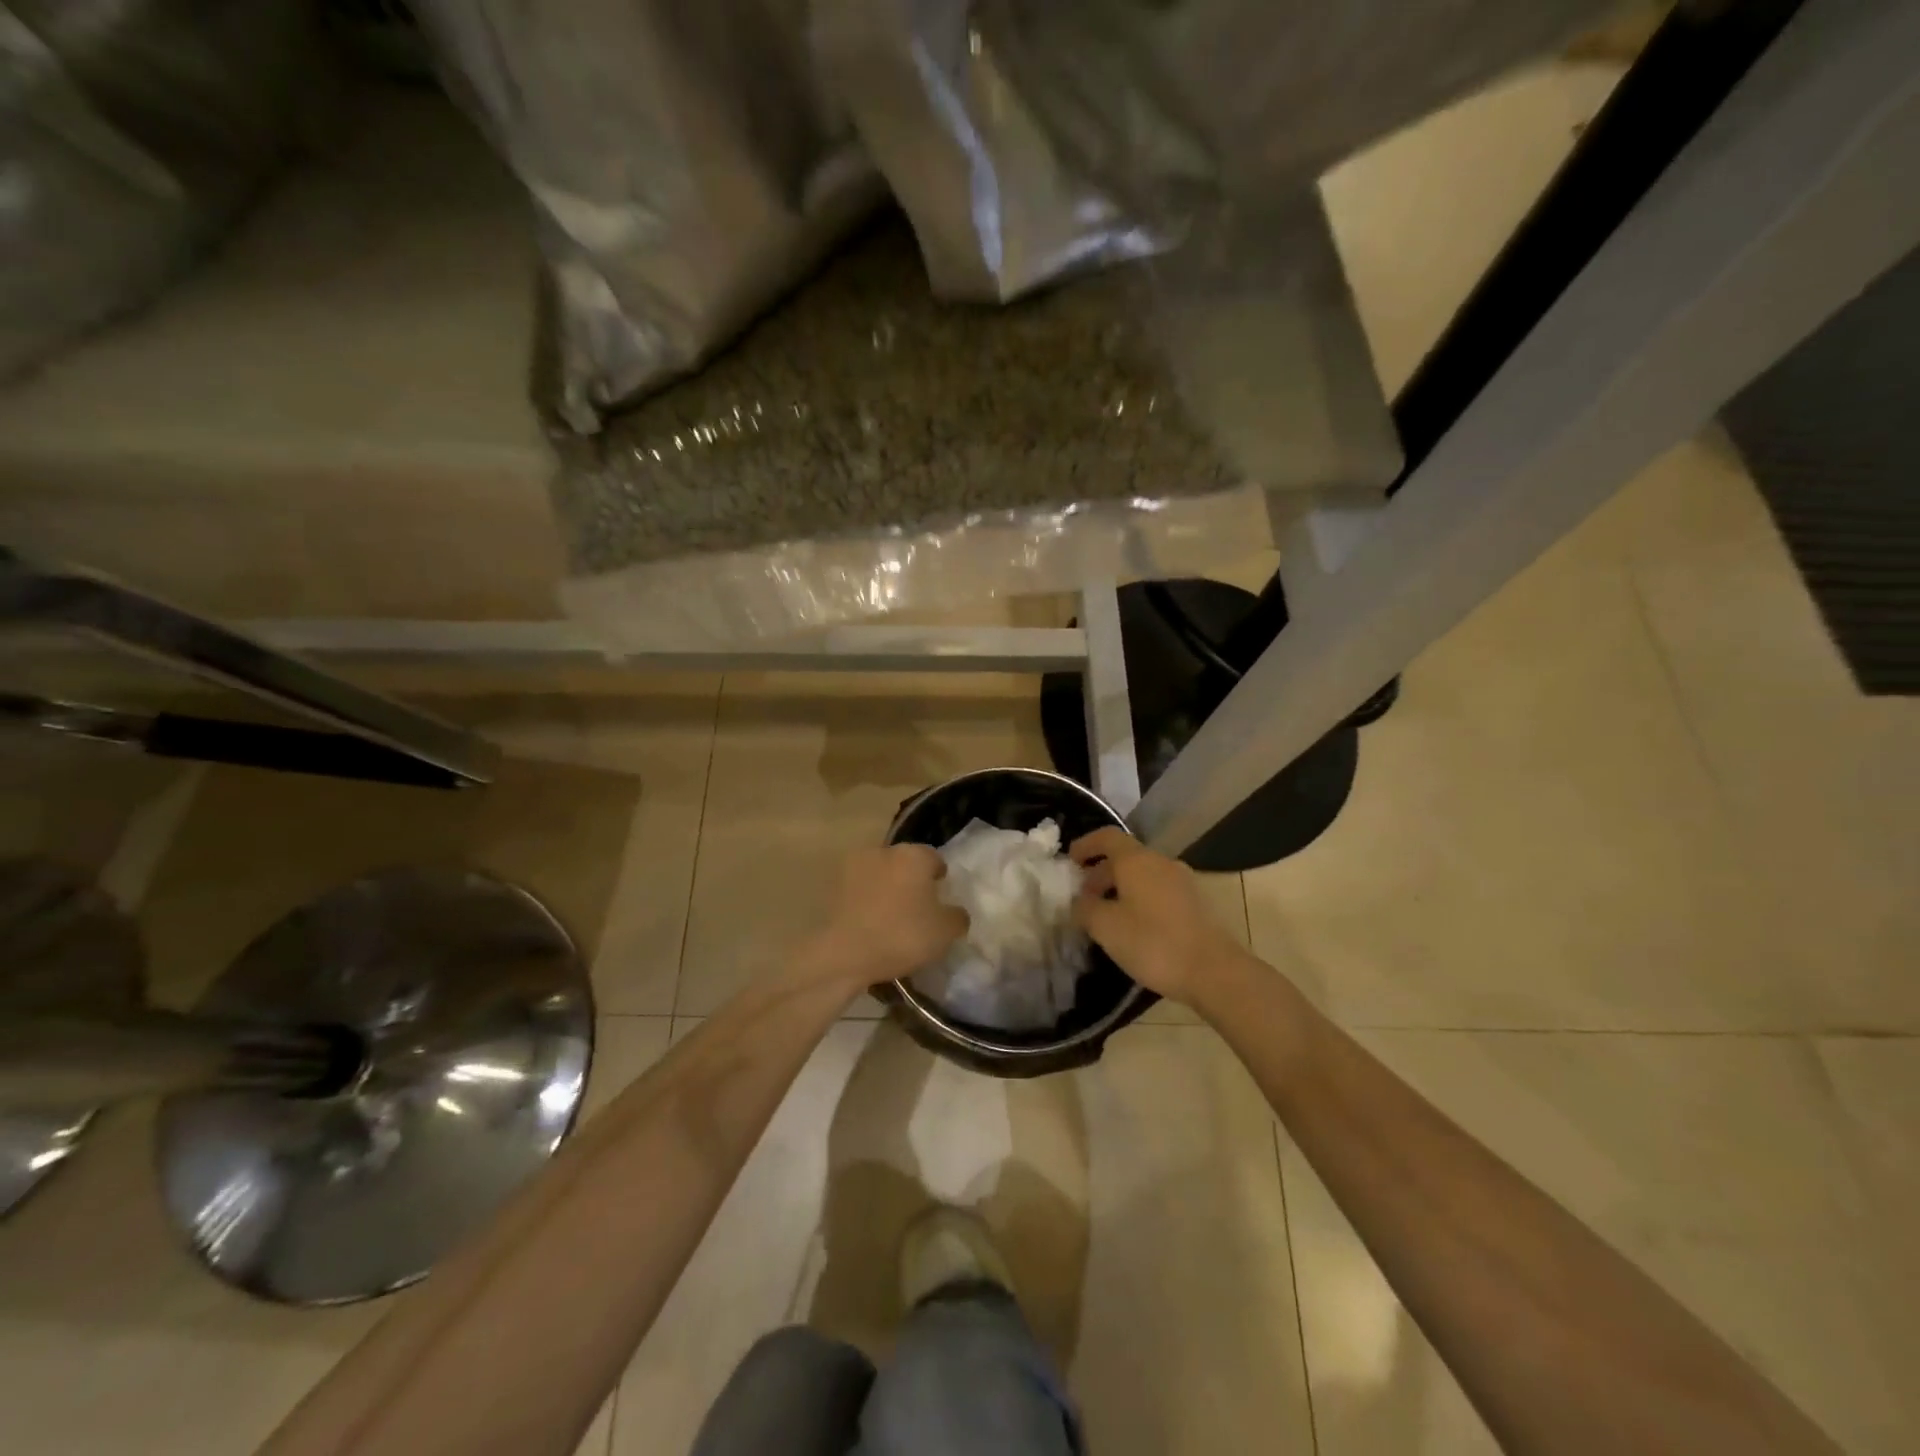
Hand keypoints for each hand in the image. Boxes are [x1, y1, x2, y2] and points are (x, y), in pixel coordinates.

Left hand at [806, 844, 968, 990]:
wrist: (844, 953)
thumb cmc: (902, 935)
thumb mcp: (945, 932)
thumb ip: (957, 916)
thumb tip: (955, 911)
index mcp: (914, 855)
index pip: (934, 858)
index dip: (939, 877)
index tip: (941, 897)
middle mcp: (884, 852)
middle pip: (905, 863)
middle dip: (912, 880)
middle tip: (918, 908)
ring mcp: (854, 867)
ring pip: (880, 875)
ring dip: (887, 889)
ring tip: (892, 918)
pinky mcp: (834, 886)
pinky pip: (860, 891)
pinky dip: (867, 901)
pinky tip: (872, 924)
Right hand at [1071, 828, 1245, 1005]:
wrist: (1215, 972)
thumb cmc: (1154, 943)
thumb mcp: (1106, 927)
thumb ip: (1085, 908)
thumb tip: (1079, 901)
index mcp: (1137, 860)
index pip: (1107, 837)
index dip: (1086, 845)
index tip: (1069, 862)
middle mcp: (1161, 863)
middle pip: (1125, 857)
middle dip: (1100, 874)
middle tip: (1083, 899)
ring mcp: (1183, 882)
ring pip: (1143, 876)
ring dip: (1120, 889)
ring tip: (1106, 917)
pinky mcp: (1196, 904)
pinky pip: (1159, 892)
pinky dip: (1140, 901)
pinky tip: (1134, 929)